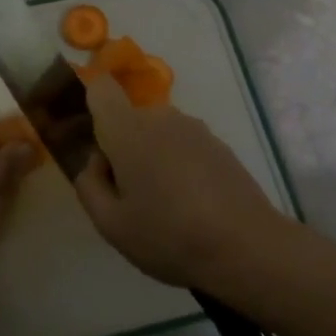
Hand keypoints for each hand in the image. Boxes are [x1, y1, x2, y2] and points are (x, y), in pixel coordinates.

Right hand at [75, 74, 286, 289]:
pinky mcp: (218, 145)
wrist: (246, 247)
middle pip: (128, 118)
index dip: (89, 103)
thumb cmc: (168, 235)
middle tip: (126, 194)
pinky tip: (189, 205)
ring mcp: (195, 129)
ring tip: (162, 205)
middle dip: (120, 147)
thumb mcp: (110, 223)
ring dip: (150, 157)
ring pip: (156, 133)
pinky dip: (178, 165)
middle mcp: (161, 117)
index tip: (89, 139)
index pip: (101, 88)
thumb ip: (88, 184)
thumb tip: (94, 161)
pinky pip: (183, 145)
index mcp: (127, 130)